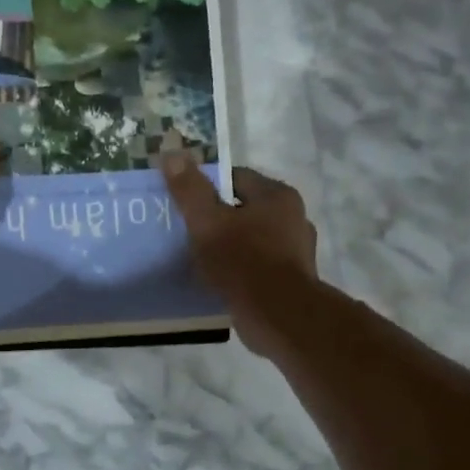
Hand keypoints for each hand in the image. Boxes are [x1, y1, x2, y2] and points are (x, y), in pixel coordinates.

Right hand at [162, 153, 319, 353]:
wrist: (279, 316)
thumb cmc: (243, 261)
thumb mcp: (208, 222)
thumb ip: (190, 190)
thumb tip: (172, 153)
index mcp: (278, 196)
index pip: (237, 178)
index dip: (208, 186)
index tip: (185, 202)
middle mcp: (294, 218)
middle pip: (246, 209)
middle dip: (219, 218)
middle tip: (189, 231)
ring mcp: (296, 252)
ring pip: (253, 239)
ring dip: (230, 246)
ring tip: (201, 258)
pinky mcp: (293, 281)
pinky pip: (259, 267)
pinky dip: (240, 270)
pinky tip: (221, 281)